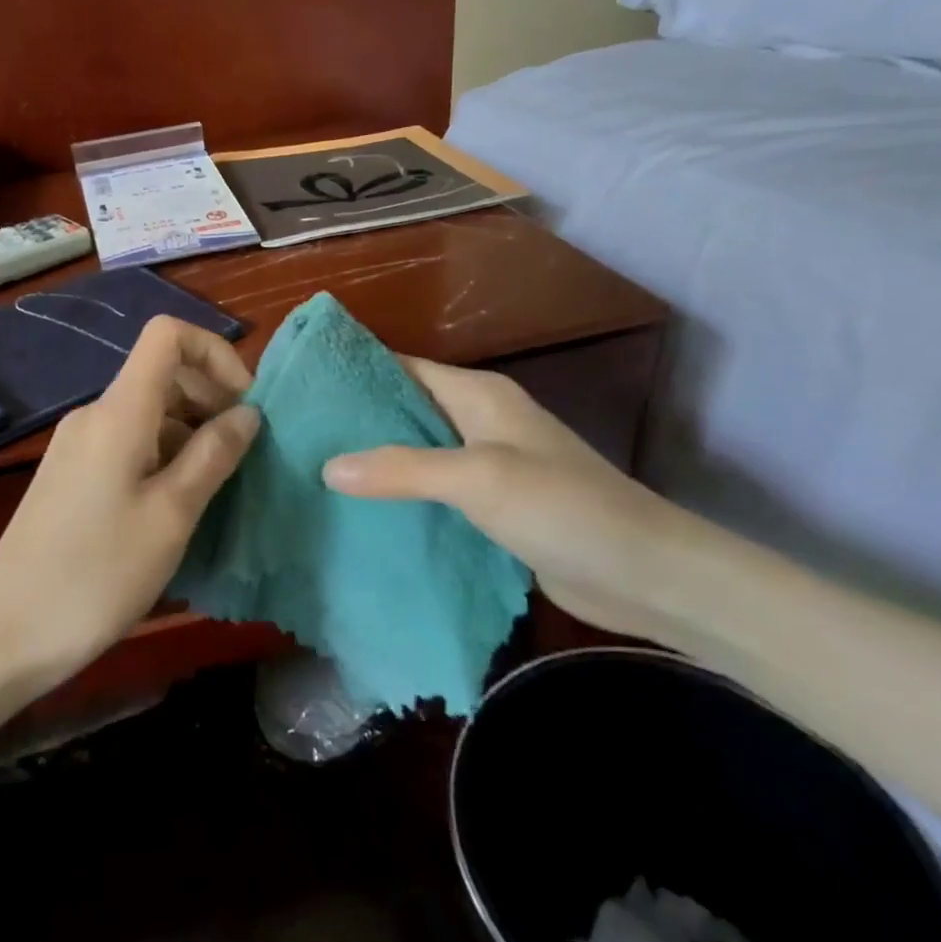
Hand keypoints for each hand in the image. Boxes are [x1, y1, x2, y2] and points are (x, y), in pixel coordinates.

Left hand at [0, 316, 260, 694]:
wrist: (6, 633)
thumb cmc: (97, 574)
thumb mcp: (171, 515)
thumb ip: (212, 455)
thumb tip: (247, 413)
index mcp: (119, 412)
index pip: (167, 334)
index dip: (215, 353)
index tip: (245, 406)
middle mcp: (96, 415)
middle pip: (163, 375)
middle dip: (211, 402)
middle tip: (243, 457)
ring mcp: (80, 446)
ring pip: (150, 415)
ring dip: (191, 437)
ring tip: (217, 491)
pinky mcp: (72, 476)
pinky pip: (130, 445)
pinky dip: (165, 459)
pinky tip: (178, 508)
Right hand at [321, 357, 683, 638]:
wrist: (644, 573)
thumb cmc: (562, 507)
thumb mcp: (477, 478)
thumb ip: (402, 468)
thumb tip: (327, 466)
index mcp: (479, 395)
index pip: (404, 367)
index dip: (357, 371)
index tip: (303, 384)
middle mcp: (480, 422)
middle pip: (407, 409)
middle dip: (357, 420)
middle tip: (296, 435)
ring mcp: (488, 466)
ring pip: (418, 453)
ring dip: (376, 462)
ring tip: (314, 471)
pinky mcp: (493, 507)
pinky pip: (434, 492)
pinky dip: (401, 497)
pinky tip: (361, 513)